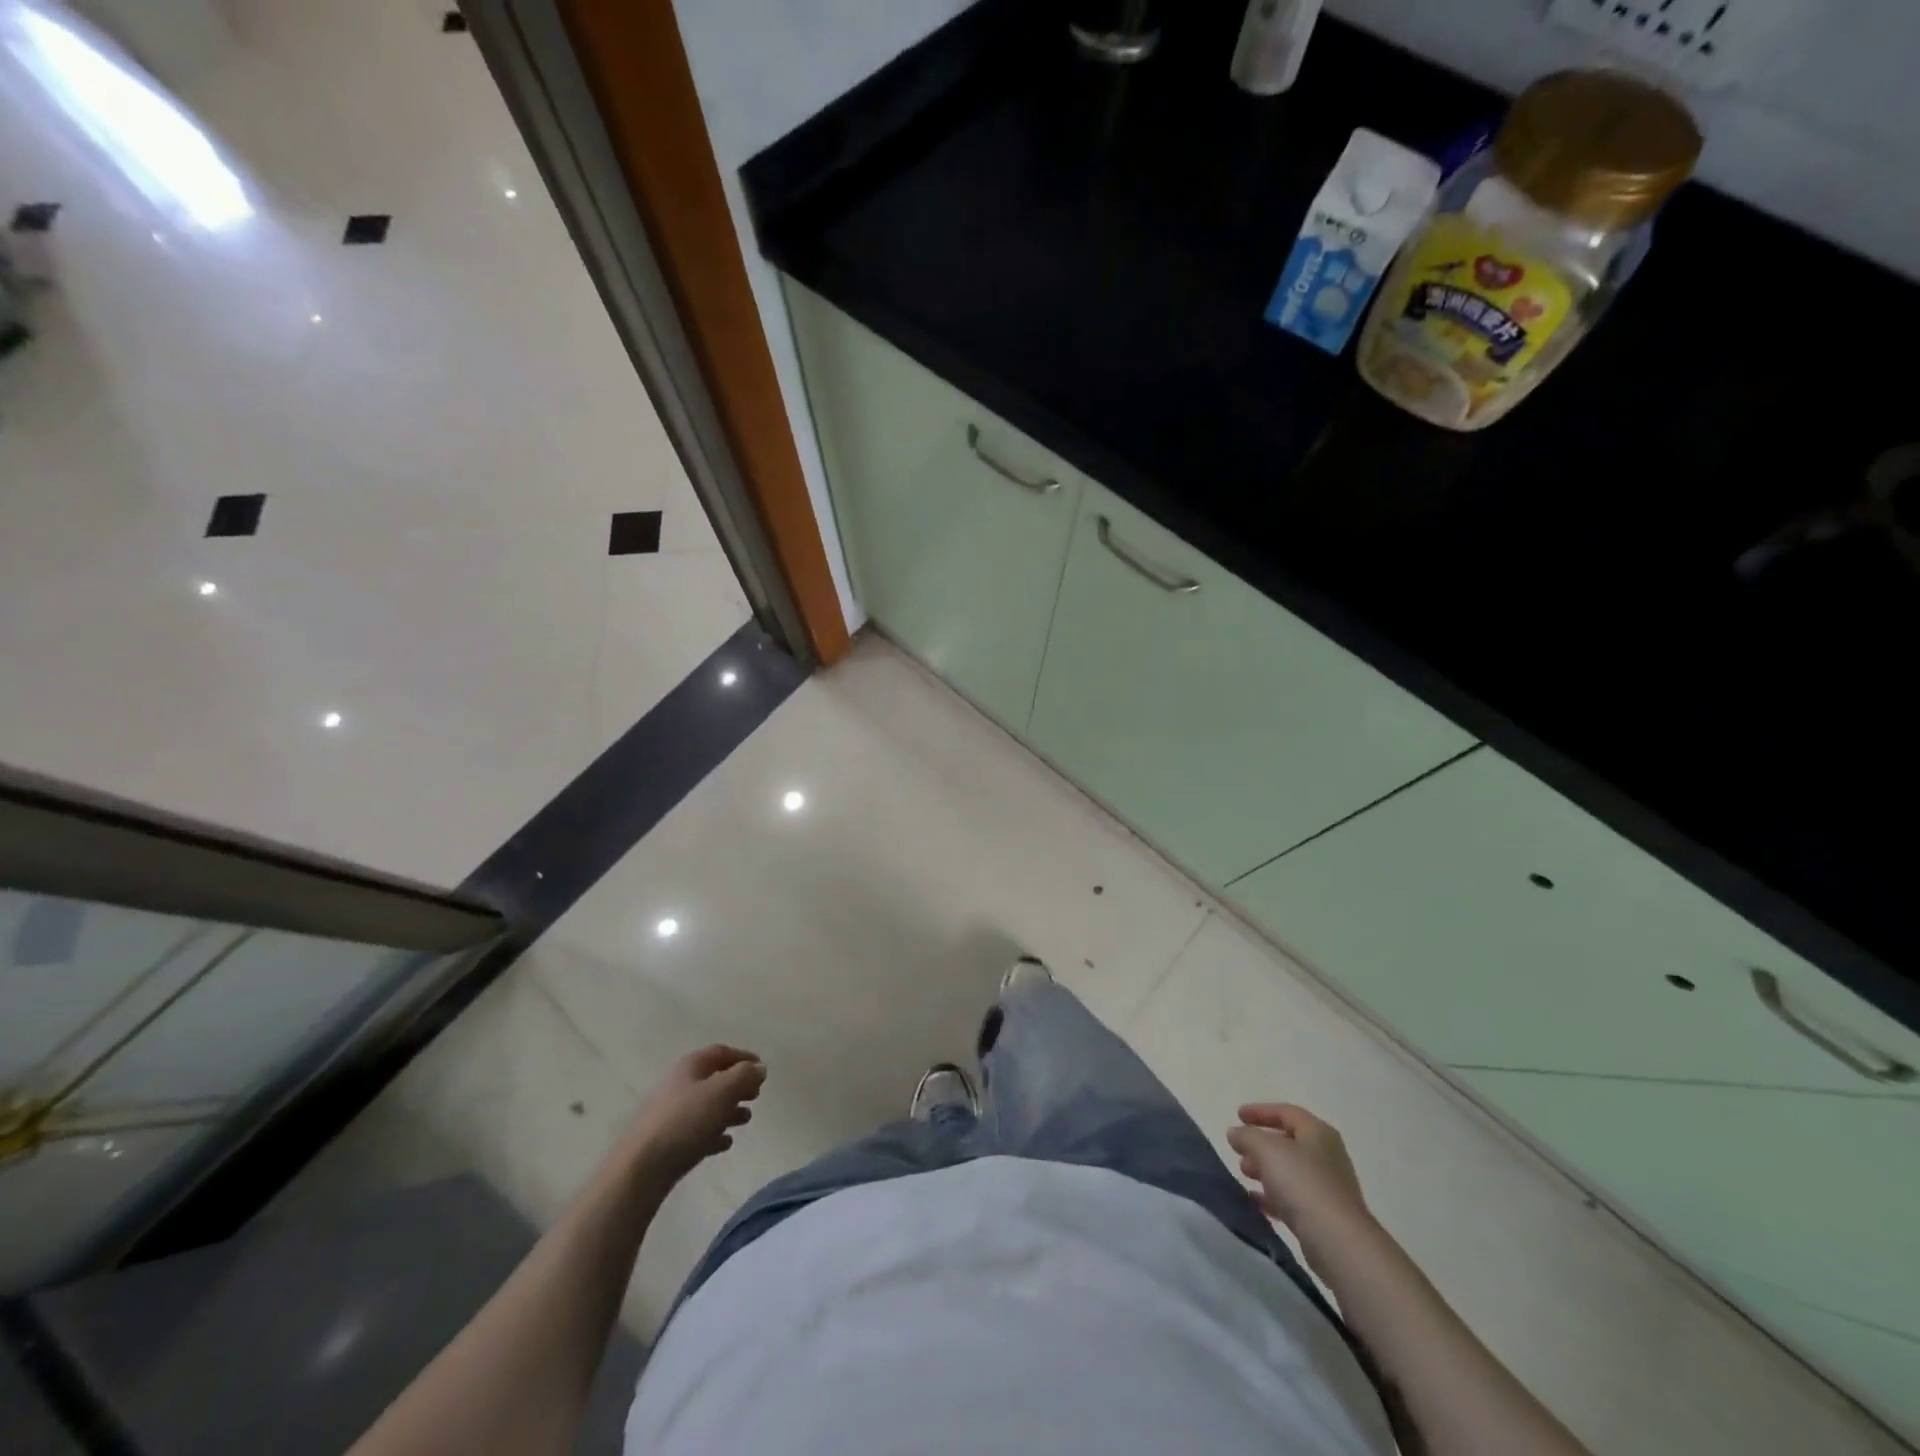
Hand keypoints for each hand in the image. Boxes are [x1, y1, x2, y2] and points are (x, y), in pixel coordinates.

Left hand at [625, 1044, 764, 1181]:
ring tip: (746, 1120)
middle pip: (714, 1079)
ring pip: (707, 1106)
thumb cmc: (686, 1121)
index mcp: (691, 1067)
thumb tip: (759, 1068)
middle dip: (737, 1085)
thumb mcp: (722, 1092)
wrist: (642, 1169)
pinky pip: (697, 1131)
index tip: (762, 1068)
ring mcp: (671, 1114)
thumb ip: (744, 1076)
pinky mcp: (668, 1141)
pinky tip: (725, 1143)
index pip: (721, 1053)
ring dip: (729, 1110)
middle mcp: (679, 1085)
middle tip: (756, 1095)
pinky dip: (714, 1133)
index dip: (743, 1057)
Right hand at [1227, 1103, 1369, 1243]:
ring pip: (1290, 1171)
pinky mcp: (1324, 1216)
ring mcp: (1328, 1188)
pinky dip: (1272, 1196)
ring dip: (1265, 1170)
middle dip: (1260, 1144)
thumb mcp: (1266, 1149)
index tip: (1237, 1115)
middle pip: (1288, 1142)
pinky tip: (1254, 1201)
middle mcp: (1327, 1156)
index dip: (1260, 1111)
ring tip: (1244, 1174)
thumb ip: (1247, 1136)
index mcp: (1318, 1133)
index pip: (1286, 1112)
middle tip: (1238, 1150)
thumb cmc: (1302, 1183)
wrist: (1338, 1242)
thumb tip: (1236, 1133)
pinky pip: (1293, 1198)